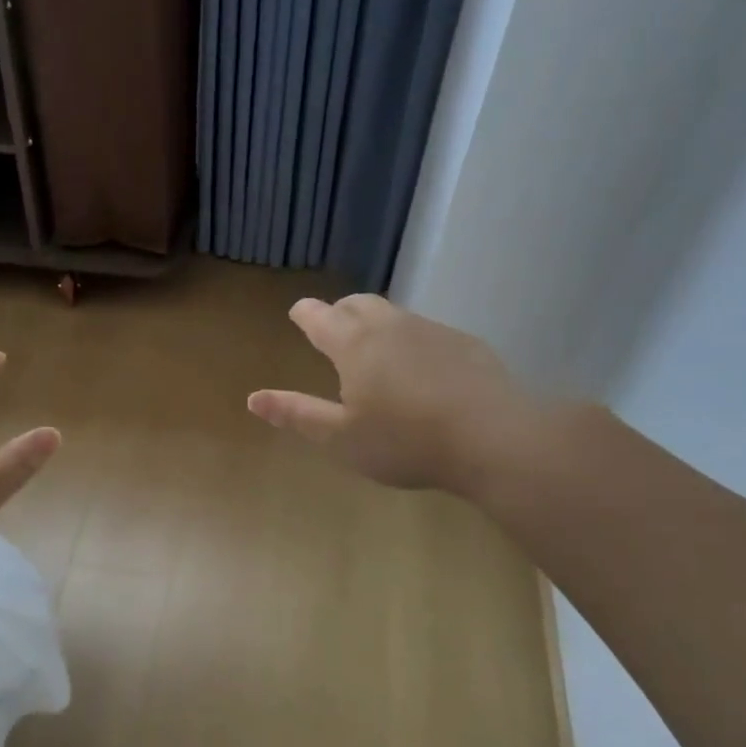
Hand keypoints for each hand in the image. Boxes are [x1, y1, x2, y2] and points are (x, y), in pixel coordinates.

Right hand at [247, 295, 543, 496]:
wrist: (492, 438)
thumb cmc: (404, 442)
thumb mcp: (340, 438)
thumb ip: (296, 414)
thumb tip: (253, 398)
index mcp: (354, 345)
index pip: (320, 317)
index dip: (305, 314)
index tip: (298, 312)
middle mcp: (390, 326)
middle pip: (357, 304)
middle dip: (338, 311)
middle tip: (331, 327)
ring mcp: (431, 331)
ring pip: (393, 314)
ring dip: (375, 323)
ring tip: (373, 349)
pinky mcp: (464, 344)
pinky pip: (425, 331)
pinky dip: (409, 340)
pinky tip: (419, 369)